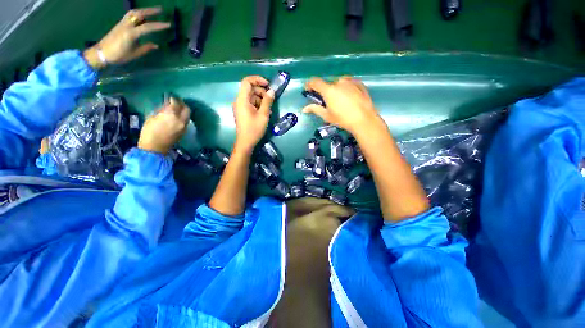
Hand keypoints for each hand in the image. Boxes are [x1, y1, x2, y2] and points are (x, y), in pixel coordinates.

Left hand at [83, 7, 170, 69]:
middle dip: (150, 11)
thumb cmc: (119, 55)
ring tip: (152, 11)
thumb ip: (146, 48)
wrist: (101, 53)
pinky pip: (130, 16)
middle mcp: (126, 25)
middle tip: (160, 10)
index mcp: (131, 34)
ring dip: (144, 10)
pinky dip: (138, 14)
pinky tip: (142, 16)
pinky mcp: (120, 24)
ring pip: (134, 12)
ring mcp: (122, 23)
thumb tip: (155, 45)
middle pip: (139, 14)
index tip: (168, 24)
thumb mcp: (134, 54)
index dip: (158, 25)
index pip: (147, 27)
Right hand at [138, 96, 190, 154]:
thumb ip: (161, 111)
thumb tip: (166, 107)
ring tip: (176, 110)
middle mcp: (181, 120)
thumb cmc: (149, 132)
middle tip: (176, 102)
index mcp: (172, 115)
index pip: (176, 103)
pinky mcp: (184, 132)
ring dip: (183, 111)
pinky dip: (183, 118)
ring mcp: (184, 127)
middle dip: (182, 104)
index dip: (174, 99)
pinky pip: (186, 122)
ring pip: (187, 116)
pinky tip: (176, 117)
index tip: (170, 97)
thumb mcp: (152, 118)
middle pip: (187, 109)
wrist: (155, 148)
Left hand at [232, 76, 274, 151]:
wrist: (246, 142)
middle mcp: (239, 101)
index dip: (257, 80)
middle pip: (250, 89)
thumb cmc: (254, 129)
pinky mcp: (243, 112)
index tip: (268, 85)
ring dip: (261, 99)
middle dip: (261, 91)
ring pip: (251, 96)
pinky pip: (250, 103)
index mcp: (242, 100)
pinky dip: (258, 104)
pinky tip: (265, 112)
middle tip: (271, 99)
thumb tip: (272, 91)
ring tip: (269, 108)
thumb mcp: (263, 115)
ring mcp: (240, 107)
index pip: (247, 82)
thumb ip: (267, 102)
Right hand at [302, 77, 383, 135]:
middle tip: (328, 103)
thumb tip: (304, 109)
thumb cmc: (343, 119)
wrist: (364, 119)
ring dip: (337, 90)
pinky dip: (346, 89)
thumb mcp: (327, 116)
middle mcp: (339, 82)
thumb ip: (315, 109)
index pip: (315, 82)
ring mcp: (350, 81)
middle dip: (326, 92)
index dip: (309, 84)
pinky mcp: (359, 84)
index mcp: (329, 90)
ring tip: (341, 102)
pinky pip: (349, 84)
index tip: (308, 89)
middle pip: (328, 85)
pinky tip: (350, 99)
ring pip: (339, 84)